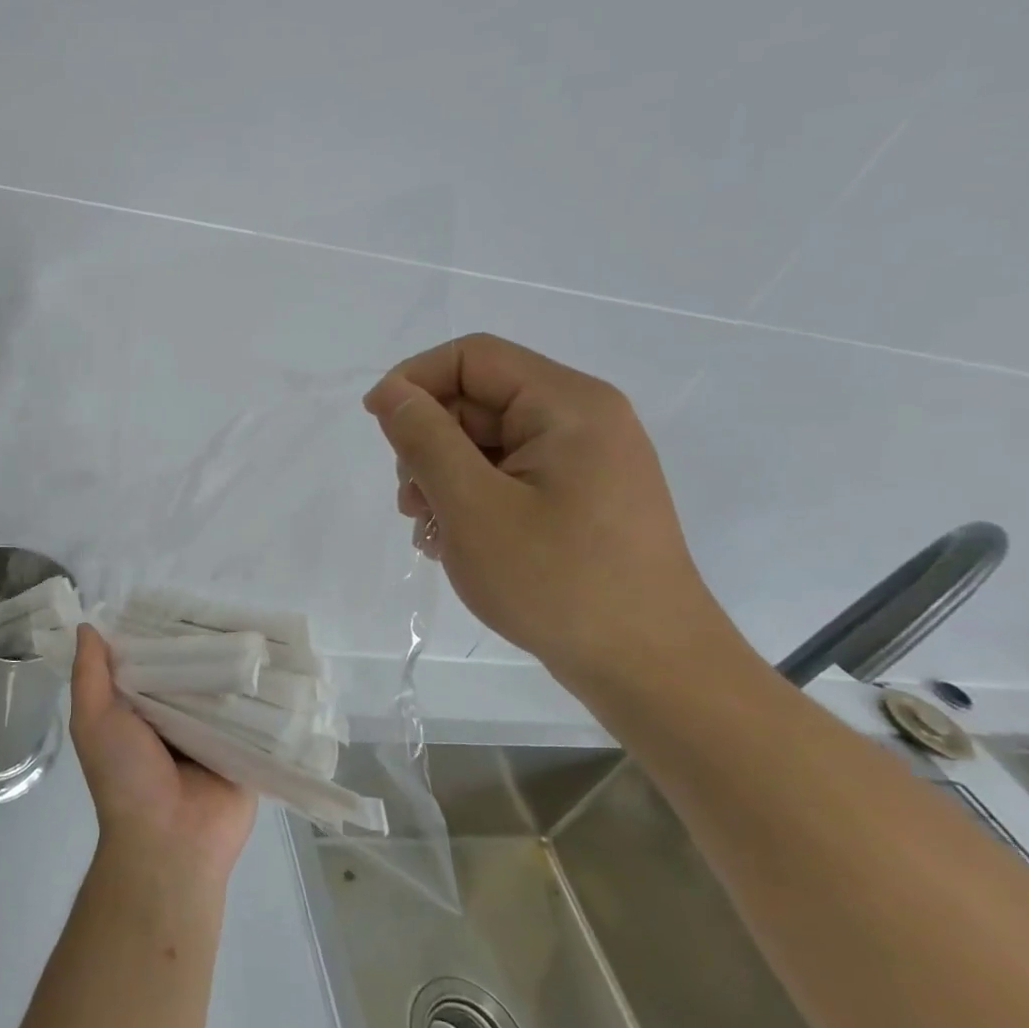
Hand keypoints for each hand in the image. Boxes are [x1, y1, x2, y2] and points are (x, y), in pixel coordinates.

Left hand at [69, 625, 256, 886]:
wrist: (169, 843)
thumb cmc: (124, 776)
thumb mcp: (93, 720)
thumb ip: (89, 674)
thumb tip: (87, 625)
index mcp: (139, 709)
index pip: (150, 659)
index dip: (158, 630)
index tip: (177, 596)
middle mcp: (175, 717)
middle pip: (190, 670)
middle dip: (202, 642)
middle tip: (225, 602)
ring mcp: (212, 733)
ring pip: (223, 687)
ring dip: (235, 663)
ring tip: (257, 619)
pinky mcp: (245, 748)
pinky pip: (254, 713)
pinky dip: (261, 691)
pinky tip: (277, 658)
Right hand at [363, 334, 733, 682]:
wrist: (651, 671)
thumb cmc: (557, 582)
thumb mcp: (472, 506)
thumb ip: (424, 439)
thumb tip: (390, 392)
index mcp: (567, 405)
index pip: (472, 357)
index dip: (414, 380)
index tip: (377, 427)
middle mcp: (581, 420)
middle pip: (477, 401)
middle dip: (428, 443)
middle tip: (411, 503)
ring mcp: (584, 461)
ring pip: (486, 442)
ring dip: (442, 477)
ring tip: (430, 531)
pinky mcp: (578, 497)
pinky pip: (507, 475)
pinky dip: (471, 499)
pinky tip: (456, 542)